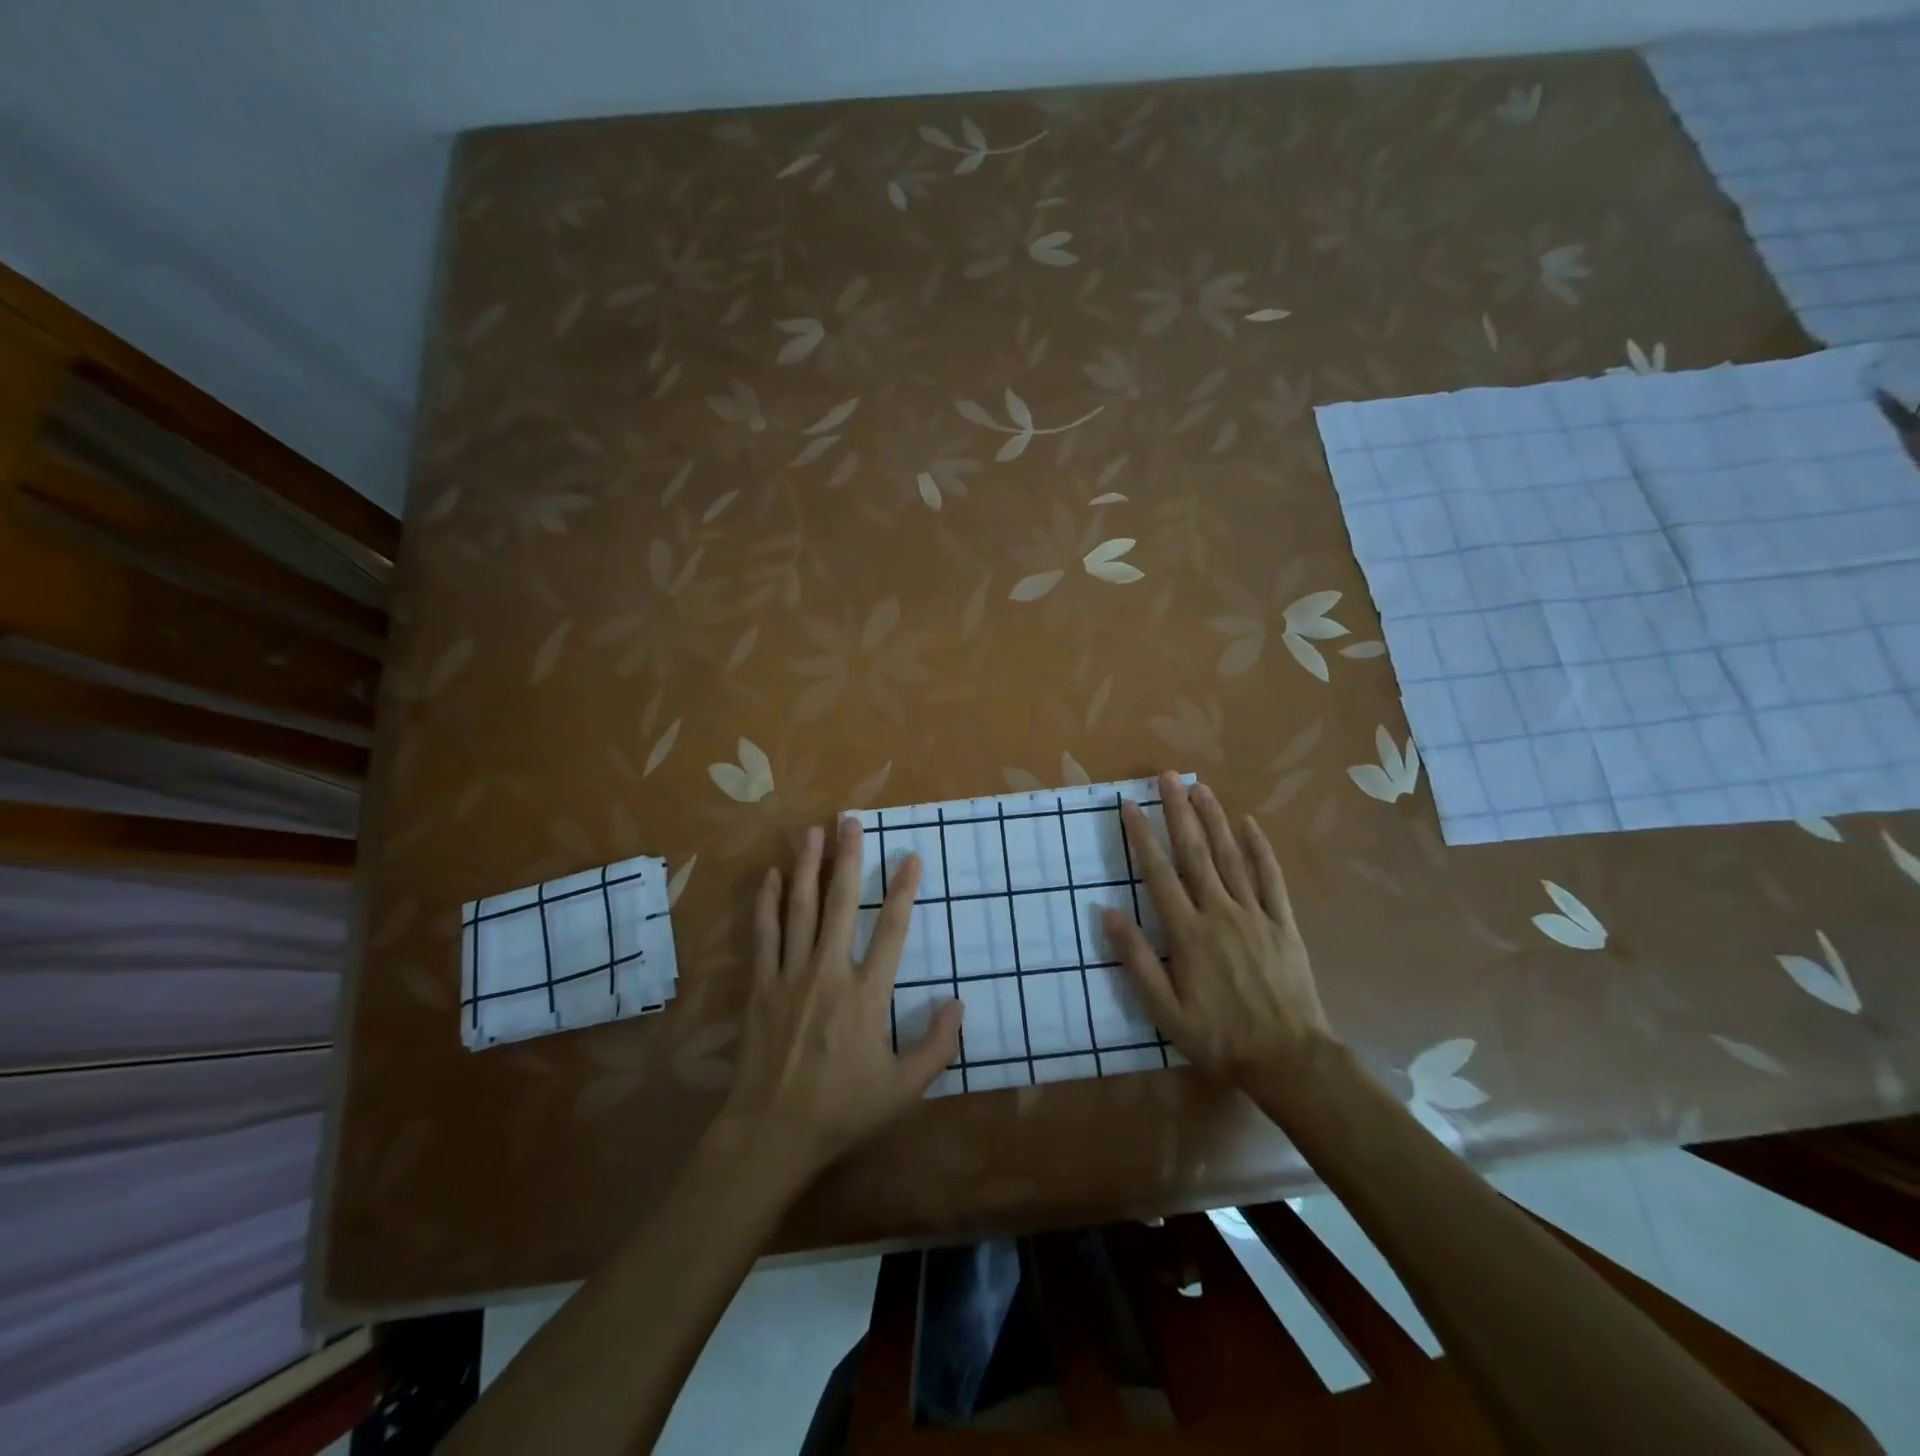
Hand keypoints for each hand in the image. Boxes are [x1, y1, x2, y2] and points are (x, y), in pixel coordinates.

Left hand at [718, 817, 962, 1178]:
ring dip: (807, 868)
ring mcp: (791, 975)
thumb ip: (937, 1046)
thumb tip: (959, 1003)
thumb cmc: (843, 1109)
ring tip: (811, 832)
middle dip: (847, 858)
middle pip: (841, 903)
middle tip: (850, 821)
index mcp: (867, 994)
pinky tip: (770, 877)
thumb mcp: (903, 1088)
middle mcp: (829, 972)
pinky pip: (765, 934)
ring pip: (800, 909)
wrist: (772, 1132)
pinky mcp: (762, 985)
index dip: (903, 891)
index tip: (910, 857)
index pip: (892, 930)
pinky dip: (768, 903)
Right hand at [1102, 773, 1330, 1081]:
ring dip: (1214, 819)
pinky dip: (1260, 848)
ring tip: (1200, 787)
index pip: (1158, 873)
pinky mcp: (1282, 923)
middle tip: (1167, 777)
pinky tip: (1250, 824)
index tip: (1129, 805)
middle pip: (1195, 852)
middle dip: (1178, 811)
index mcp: (1187, 933)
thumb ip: (1135, 960)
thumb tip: (1107, 912)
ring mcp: (1255, 914)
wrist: (1289, 1059)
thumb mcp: (1164, 1011)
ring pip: (1231, 855)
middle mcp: (1219, 912)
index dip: (1142, 836)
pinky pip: (1271, 878)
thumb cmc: (1219, 1037)